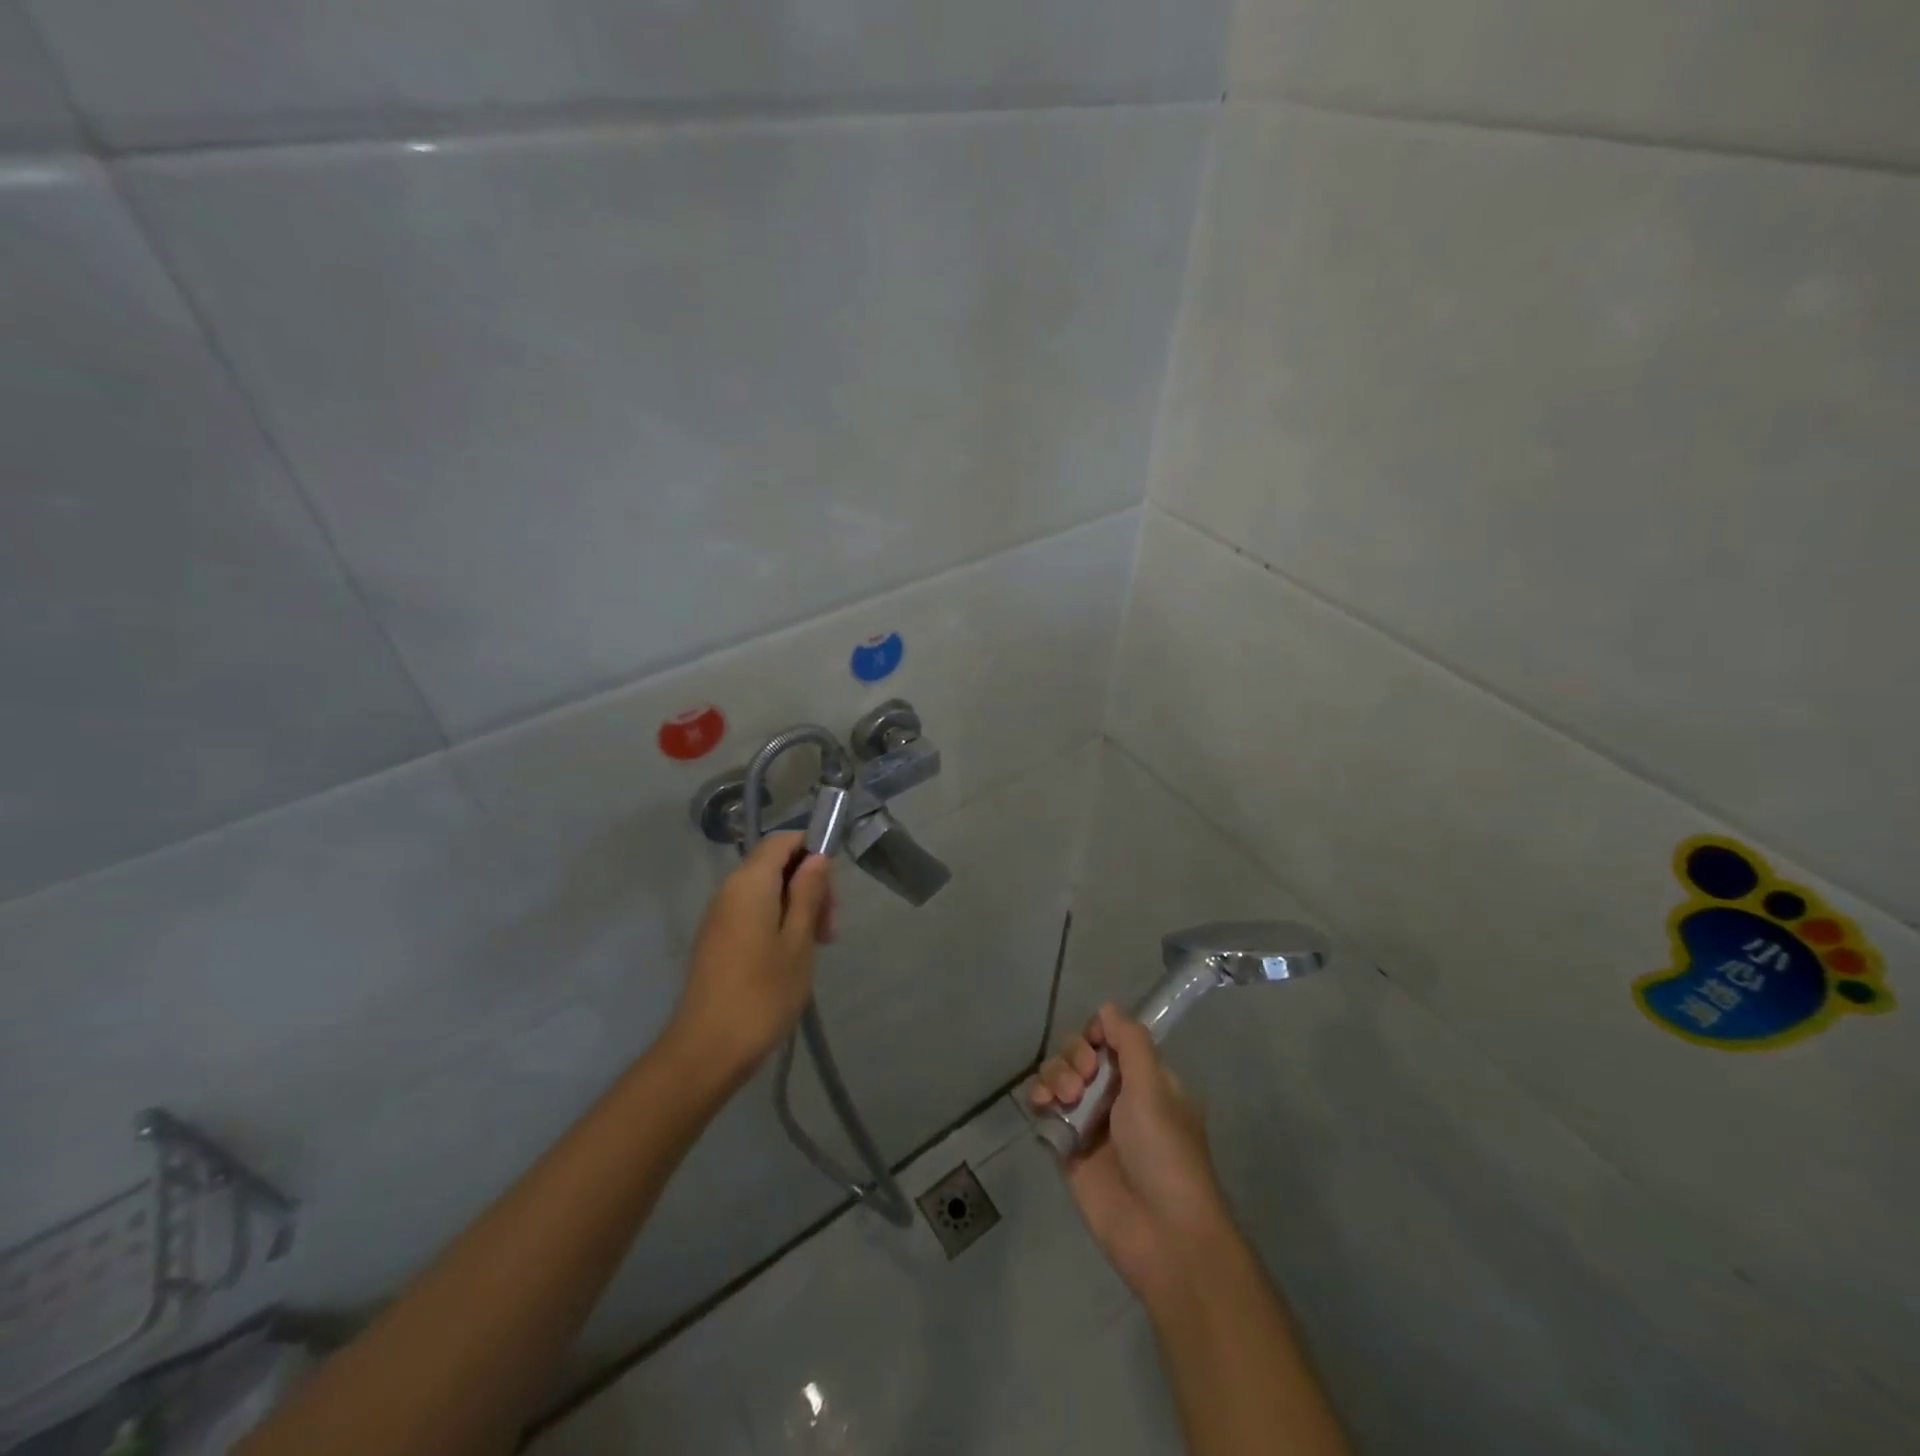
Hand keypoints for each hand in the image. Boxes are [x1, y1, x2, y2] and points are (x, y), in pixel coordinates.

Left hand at [673, 832, 834, 1080]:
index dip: (811, 849)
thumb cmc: (762, 993)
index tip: (834, 885)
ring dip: (797, 908)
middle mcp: (729, 891)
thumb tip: (816, 857)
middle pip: (775, 866)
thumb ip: (807, 893)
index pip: (781, 841)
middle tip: (830, 927)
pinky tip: (795, 956)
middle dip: (809, 885)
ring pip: (767, 892)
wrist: (708, 1050)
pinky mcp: (719, 940)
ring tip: (818, 945)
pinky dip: (779, 923)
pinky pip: (754, 913)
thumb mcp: (798, 940)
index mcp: (749, 883)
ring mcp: (720, 917)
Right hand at [1030, 1004, 1233, 1302]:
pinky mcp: (1068, 1148)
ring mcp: (1090, 1121)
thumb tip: (1108, 1007)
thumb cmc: (1165, 1152)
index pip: (1111, 1038)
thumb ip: (1130, 1042)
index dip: (1097, 1034)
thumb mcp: (1154, 1087)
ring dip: (1055, 1075)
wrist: (1161, 1234)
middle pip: (1080, 1053)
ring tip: (1064, 1098)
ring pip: (1059, 1077)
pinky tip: (1041, 1105)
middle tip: (1084, 1078)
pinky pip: (1045, 1110)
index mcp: (1145, 1078)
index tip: (1096, 1044)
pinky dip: (1039, 1099)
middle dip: (1074, 1055)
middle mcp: (1116, 1094)